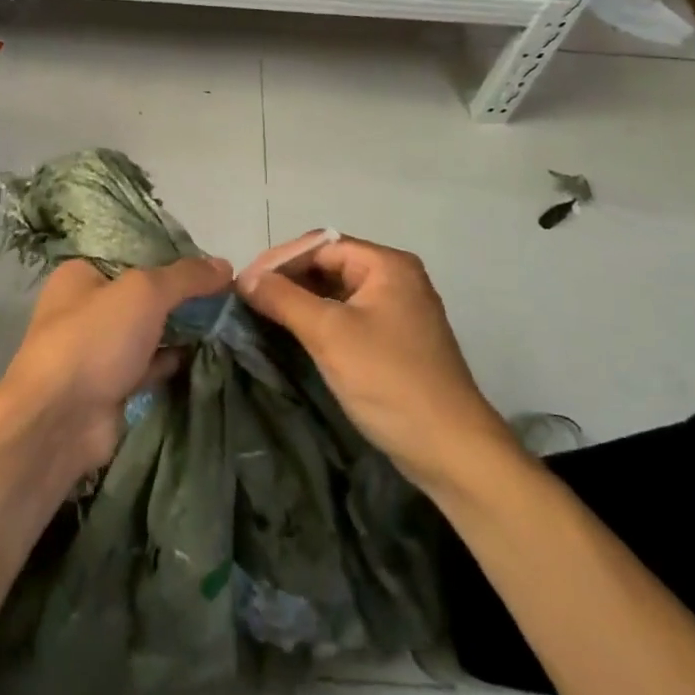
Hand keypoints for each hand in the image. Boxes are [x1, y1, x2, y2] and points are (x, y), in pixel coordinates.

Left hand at [0, 255, 232, 480]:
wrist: (59, 421)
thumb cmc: (94, 339)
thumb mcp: (143, 292)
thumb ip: (185, 276)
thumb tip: (225, 265)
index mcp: (81, 274)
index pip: (134, 256)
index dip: (173, 259)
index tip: (212, 266)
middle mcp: (85, 308)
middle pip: (144, 295)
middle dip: (181, 298)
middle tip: (227, 297)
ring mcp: (97, 350)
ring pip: (148, 332)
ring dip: (180, 331)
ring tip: (226, 324)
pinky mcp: (110, 386)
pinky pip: (148, 366)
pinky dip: (173, 362)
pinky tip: (206, 356)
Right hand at [238, 234, 514, 492]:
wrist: (450, 450)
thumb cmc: (388, 380)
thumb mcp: (329, 334)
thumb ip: (283, 298)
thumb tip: (244, 277)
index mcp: (387, 265)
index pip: (321, 245)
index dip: (280, 260)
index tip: (244, 283)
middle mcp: (396, 278)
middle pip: (329, 264)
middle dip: (288, 279)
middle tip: (249, 300)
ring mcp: (398, 310)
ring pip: (337, 292)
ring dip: (301, 301)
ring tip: (262, 315)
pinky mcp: (396, 340)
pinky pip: (349, 316)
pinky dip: (320, 321)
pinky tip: (294, 335)